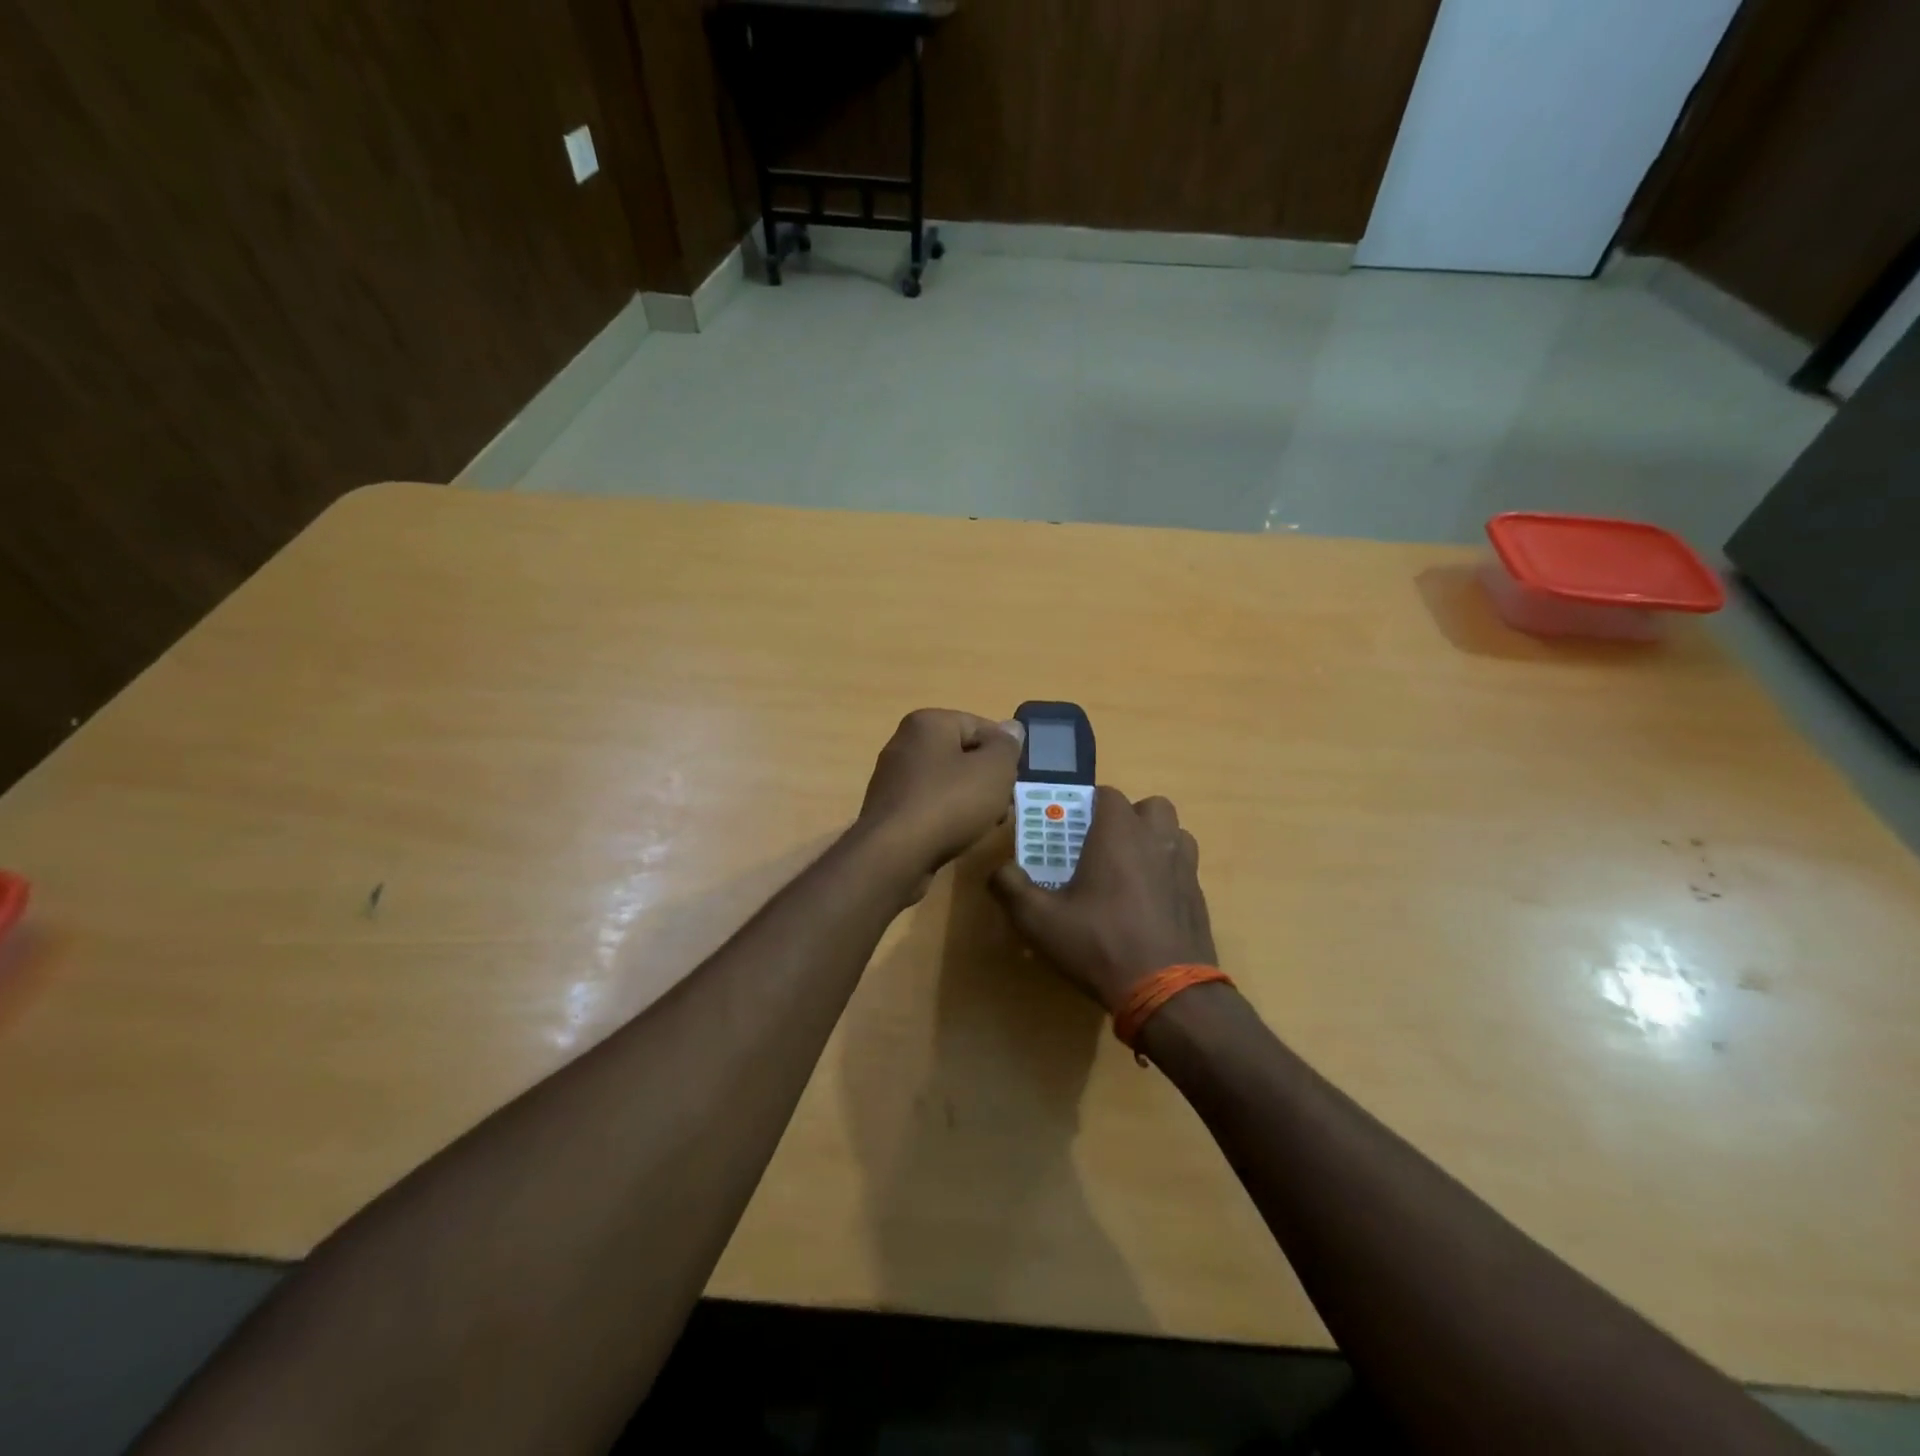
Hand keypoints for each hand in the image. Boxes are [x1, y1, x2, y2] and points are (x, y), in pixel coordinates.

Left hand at [856, 709, 1024, 894]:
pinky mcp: (889, 810)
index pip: (980, 726)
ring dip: (970, 800)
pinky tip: (958, 836)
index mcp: (928, 723)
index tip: (1014, 781)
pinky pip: (929, 805)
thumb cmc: (949, 803)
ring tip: (985, 824)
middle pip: (962, 755)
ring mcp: (893, 778)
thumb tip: (1011, 727)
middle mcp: (905, 743)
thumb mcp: (994, 770)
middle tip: (1003, 806)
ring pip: (947, 782)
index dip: (1004, 753)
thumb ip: (1007, 746)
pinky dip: (947, 816)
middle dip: (987, 780)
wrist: (894, 855)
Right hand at [990, 787, 1216, 1010]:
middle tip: (1104, 846)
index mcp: (1119, 834)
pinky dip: (1167, 873)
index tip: (1071, 827)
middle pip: (1149, 807)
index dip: (1088, 804)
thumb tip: (999, 871)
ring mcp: (1184, 867)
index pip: (1107, 794)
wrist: (1168, 992)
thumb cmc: (1100, 945)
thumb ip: (1011, 888)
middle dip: (1128, 818)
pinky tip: (1148, 904)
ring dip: (1154, 841)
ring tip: (1129, 871)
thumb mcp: (1039, 921)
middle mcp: (1157, 840)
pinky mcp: (1199, 897)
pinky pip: (1184, 868)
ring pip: (1174, 834)